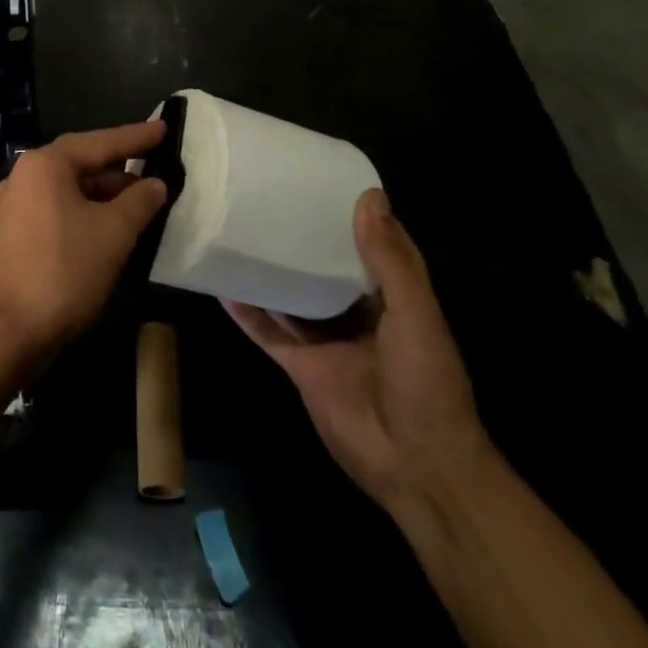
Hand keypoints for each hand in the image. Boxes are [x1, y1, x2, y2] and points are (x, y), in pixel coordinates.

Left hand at [0, 120, 169, 370]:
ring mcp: (15, 207)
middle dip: (121, 168)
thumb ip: (139, 202)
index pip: (100, 142)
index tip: (164, 128)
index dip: (136, 136)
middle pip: (81, 163)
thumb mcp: (113, 233)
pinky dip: (86, 213)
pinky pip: (58, 211)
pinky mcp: (14, 235)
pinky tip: (111, 228)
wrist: (7, 331)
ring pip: (70, 190)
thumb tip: (155, 183)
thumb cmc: (63, 271)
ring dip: (105, 195)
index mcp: (45, 165)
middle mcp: (24, 177)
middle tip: (157, 165)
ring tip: (143, 202)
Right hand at [224, 189, 491, 511]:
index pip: (370, 245)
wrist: (414, 466)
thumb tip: (369, 196)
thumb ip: (390, 261)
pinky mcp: (300, 365)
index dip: (350, 215)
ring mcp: (325, 340)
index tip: (320, 181)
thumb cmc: (425, 383)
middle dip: (302, 239)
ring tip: (238, 232)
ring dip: (270, 270)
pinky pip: (268, 331)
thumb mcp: (416, 315)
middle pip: (324, 267)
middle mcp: (357, 313)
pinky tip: (222, 286)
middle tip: (267, 199)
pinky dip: (246, 311)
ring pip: (292, 296)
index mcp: (393, 297)